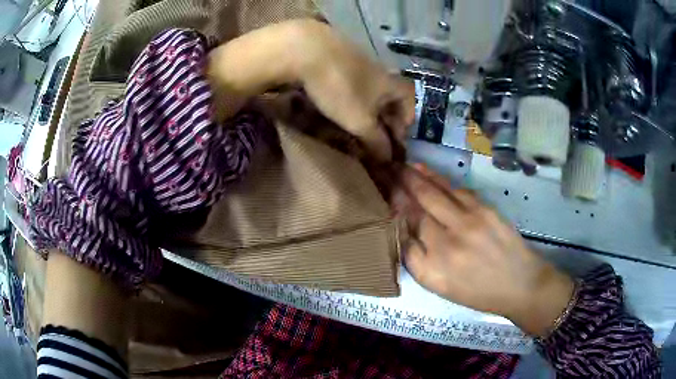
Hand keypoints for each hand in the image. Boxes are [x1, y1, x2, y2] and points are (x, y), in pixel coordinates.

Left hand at [208, 19, 413, 160]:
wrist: (308, 50)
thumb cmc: (340, 88)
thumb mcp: (360, 121)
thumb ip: (376, 141)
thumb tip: (388, 158)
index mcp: (391, 84)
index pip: (410, 103)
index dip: (405, 123)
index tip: (394, 139)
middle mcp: (380, 71)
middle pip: (390, 97)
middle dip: (384, 118)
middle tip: (373, 135)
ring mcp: (358, 61)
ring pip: (370, 89)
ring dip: (366, 108)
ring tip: (353, 122)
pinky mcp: (338, 57)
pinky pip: (352, 81)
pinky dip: (350, 95)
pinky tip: (335, 102)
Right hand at [400, 165, 574, 336]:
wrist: (520, 284)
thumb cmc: (478, 292)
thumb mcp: (440, 287)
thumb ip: (417, 261)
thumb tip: (400, 229)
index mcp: (432, 268)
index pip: (403, 231)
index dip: (390, 207)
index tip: (379, 192)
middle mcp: (446, 243)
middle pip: (415, 206)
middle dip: (397, 185)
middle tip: (383, 169)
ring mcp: (468, 222)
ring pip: (434, 193)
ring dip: (414, 176)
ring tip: (399, 165)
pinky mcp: (484, 209)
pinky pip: (455, 190)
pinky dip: (437, 178)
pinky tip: (425, 170)